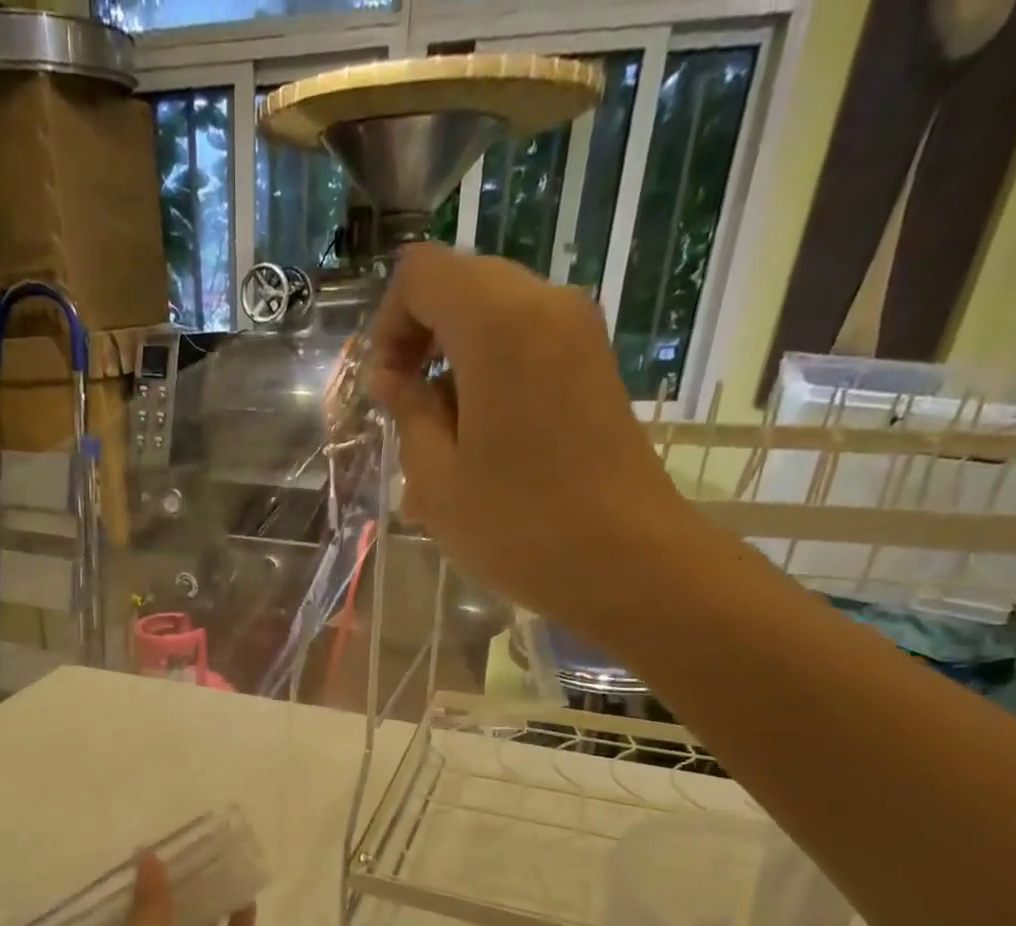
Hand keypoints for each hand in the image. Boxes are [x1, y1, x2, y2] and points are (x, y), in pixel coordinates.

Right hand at [366, 244, 704, 640]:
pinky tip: (482, 448)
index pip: (422, 274)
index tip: (387, 392)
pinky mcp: (596, 368)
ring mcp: (580, 334)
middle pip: (461, 288)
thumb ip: (409, 414)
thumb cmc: (519, 526)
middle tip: (407, 417)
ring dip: (455, 369)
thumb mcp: (436, 479)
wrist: (628, 562)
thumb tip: (399, 382)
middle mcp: (547, 306)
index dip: (388, 326)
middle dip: (420, 343)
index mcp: (500, 324)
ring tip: (443, 447)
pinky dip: (491, 380)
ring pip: (494, 320)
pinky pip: (527, 348)